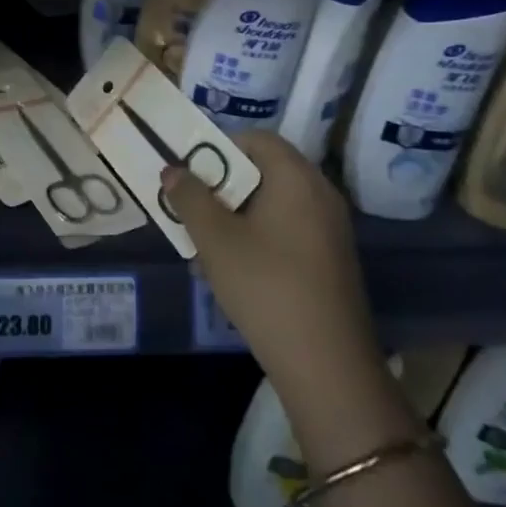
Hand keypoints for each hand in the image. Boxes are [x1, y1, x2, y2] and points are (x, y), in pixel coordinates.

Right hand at [165, 132, 414, 468]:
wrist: (327, 367)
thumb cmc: (266, 286)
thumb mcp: (215, 238)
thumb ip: (189, 197)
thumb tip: (173, 169)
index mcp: (297, 178)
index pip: (256, 139)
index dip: (218, 147)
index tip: (189, 171)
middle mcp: (320, 194)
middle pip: (264, 170)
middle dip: (222, 185)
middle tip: (190, 206)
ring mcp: (330, 230)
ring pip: (273, 204)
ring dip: (236, 214)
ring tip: (204, 241)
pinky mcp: (331, 260)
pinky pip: (288, 230)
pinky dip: (258, 236)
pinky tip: (233, 268)